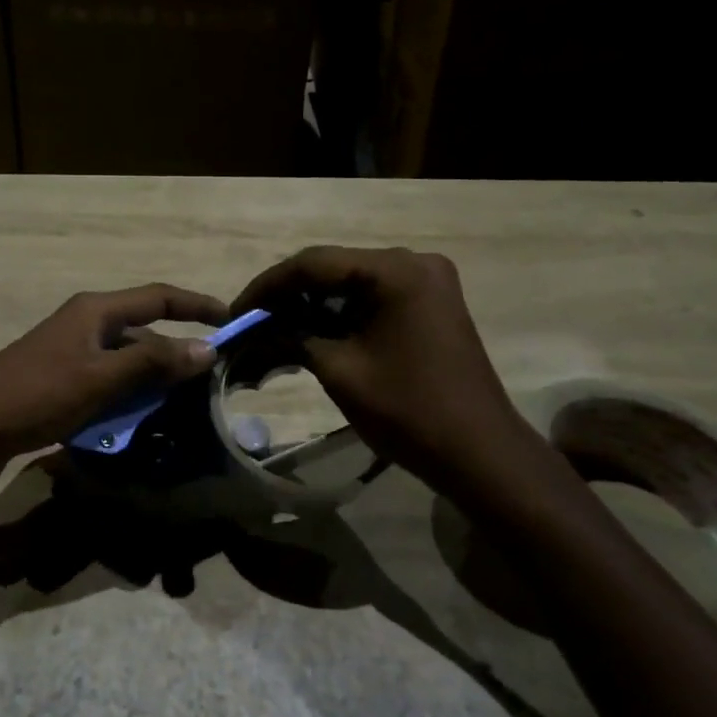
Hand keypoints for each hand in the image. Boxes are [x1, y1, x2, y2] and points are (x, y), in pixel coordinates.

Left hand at [0, 283, 227, 472]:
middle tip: (210, 376)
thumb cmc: (36, 395)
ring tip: (185, 403)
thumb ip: (152, 363)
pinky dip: (129, 394)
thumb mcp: (100, 379)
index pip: (158, 296)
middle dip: (176, 349)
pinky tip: (142, 419)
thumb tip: (207, 348)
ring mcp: (70, 353)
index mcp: (95, 311)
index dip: (197, 305)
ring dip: (153, 377)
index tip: (231, 319)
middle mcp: (85, 324)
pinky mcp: (60, 380)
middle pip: (143, 329)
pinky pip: (108, 381)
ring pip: (126, 359)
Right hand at [230, 246, 532, 494]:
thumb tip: (257, 328)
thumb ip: (293, 337)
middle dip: (288, 297)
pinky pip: (372, 299)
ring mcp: (426, 283)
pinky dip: (340, 315)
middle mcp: (413, 263)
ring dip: (312, 307)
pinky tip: (309, 334)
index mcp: (395, 270)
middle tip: (251, 323)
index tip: (236, 312)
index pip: (314, 263)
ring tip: (272, 331)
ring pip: (351, 284)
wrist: (480, 454)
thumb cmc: (408, 410)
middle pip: (333, 269)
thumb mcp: (339, 370)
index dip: (267, 287)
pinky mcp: (429, 304)